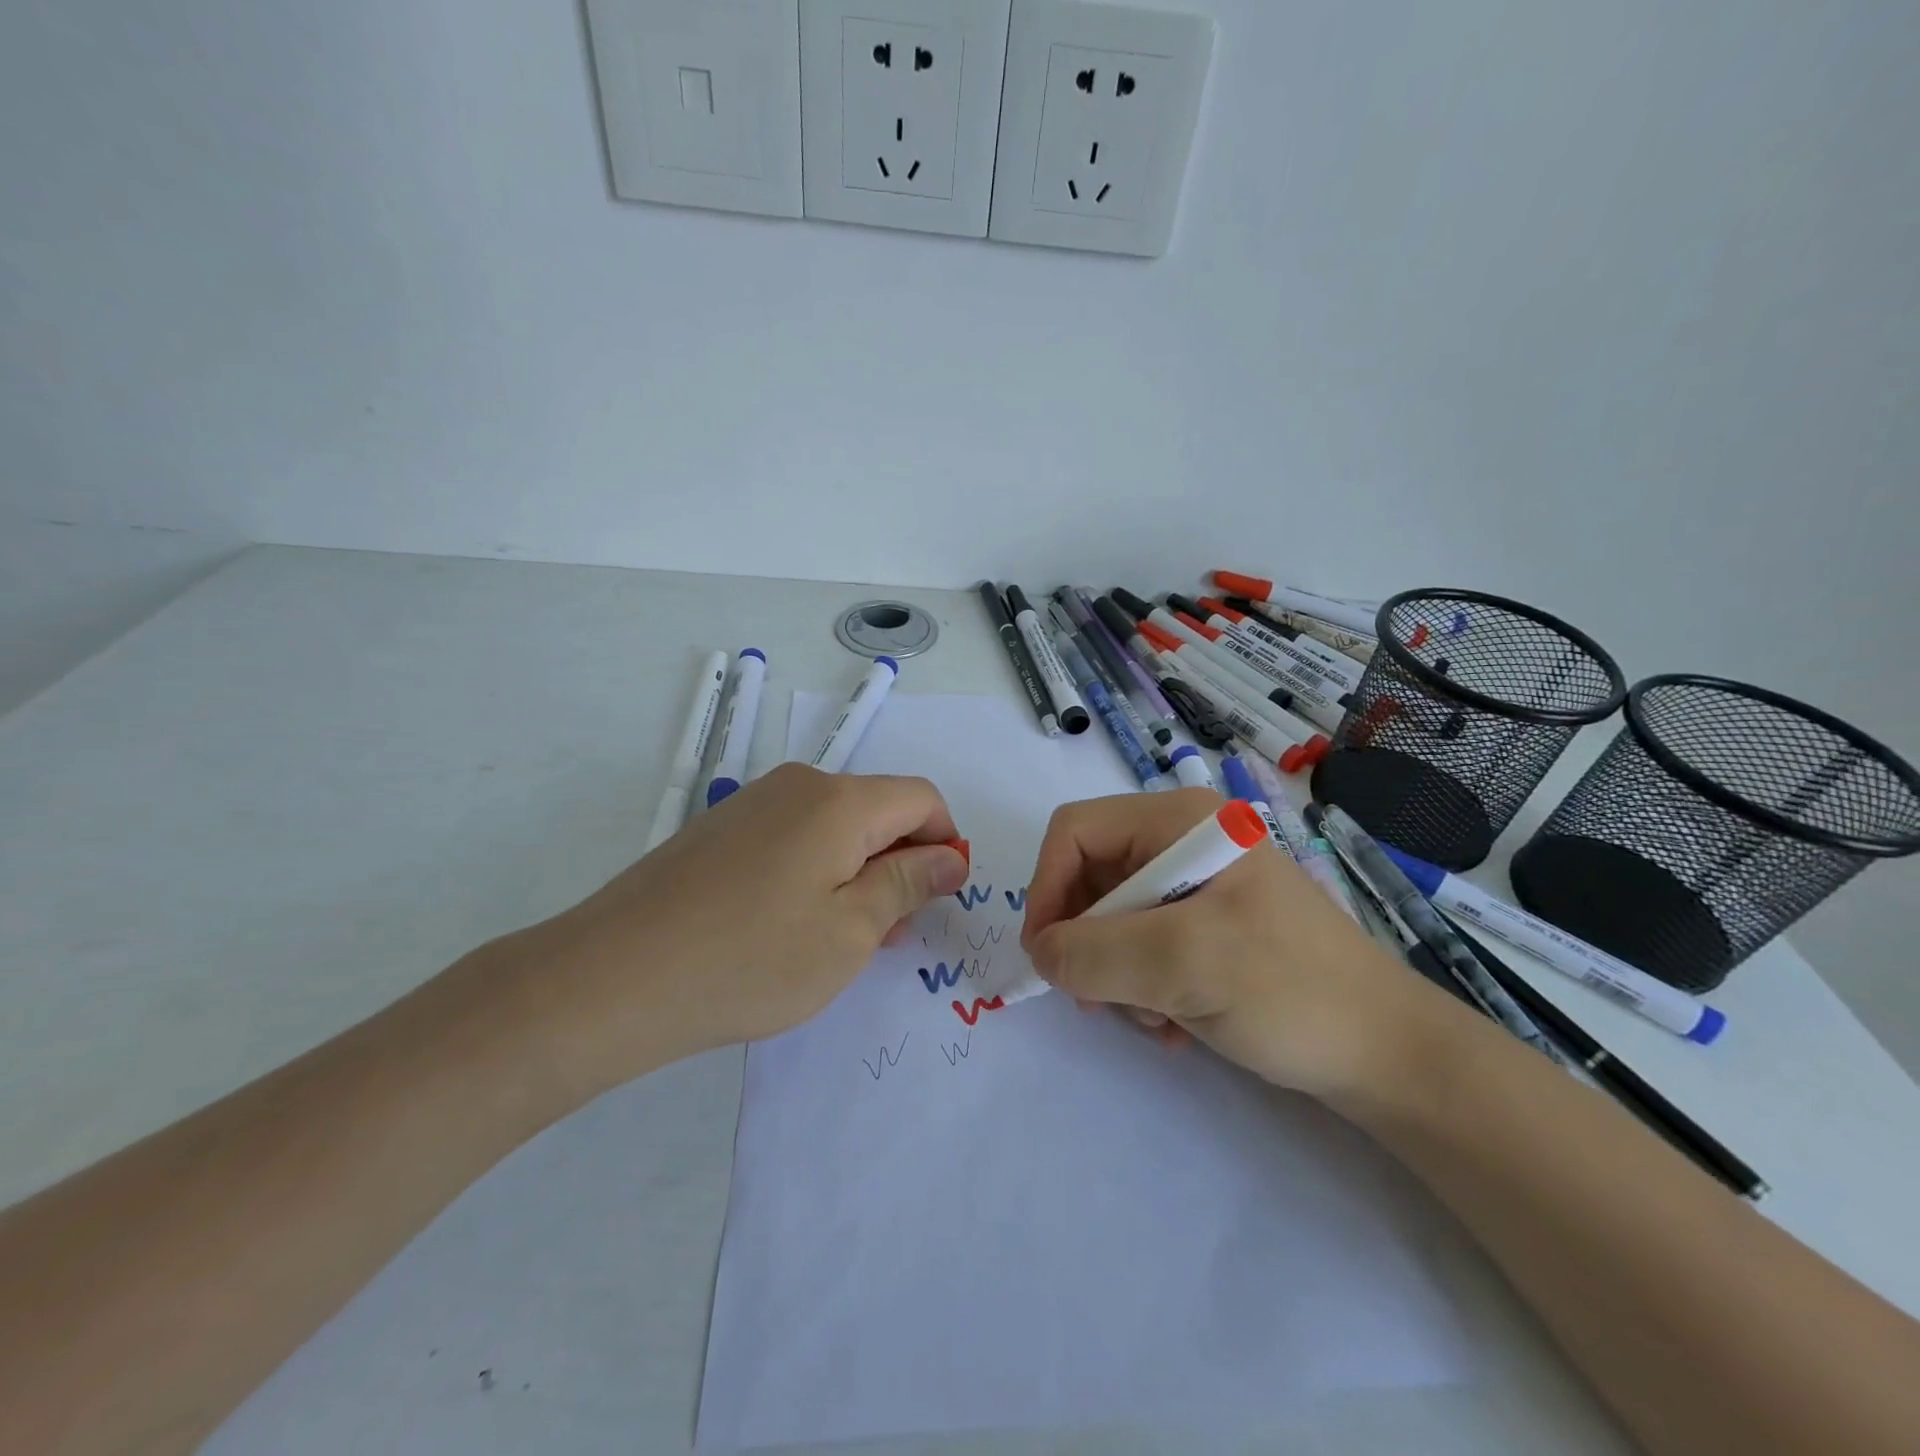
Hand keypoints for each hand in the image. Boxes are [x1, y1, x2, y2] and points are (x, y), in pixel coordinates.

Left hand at [495, 764, 968, 1095]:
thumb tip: (950, 856)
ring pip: (834, 827)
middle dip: (899, 864)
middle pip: (877, 809)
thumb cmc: (751, 958)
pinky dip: (814, 873)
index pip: (922, 798)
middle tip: (889, 934)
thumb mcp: (849, 931)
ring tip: (840, 939)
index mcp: (839, 800)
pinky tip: (790, 927)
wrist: (613, 976)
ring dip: (857, 873)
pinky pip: (793, 838)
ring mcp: (754, 804)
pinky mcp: (721, 830)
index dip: (944, 843)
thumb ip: (907, 884)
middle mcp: (799, 785)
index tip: (938, 899)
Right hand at [1019, 790, 1437, 1096]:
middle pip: (1090, 876)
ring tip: (1156, 1019)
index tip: (1047, 956)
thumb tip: (1040, 953)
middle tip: (1100, 1001)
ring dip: (1116, 974)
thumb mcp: (1184, 965)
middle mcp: (1182, 840)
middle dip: (1088, 942)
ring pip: (1110, 919)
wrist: (1388, 1054)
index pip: (1075, 832)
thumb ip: (1095, 953)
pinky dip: (1143, 986)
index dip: (1047, 887)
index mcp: (1179, 820)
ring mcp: (1196, 883)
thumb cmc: (1290, 990)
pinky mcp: (1206, 924)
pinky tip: (1175, 1025)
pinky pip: (1141, 944)